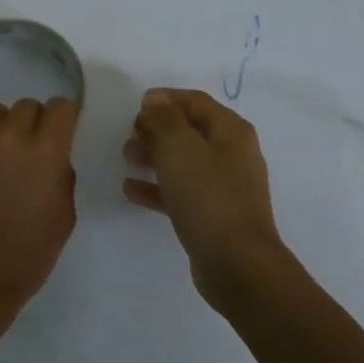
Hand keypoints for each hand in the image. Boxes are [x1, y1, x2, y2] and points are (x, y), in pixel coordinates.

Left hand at [0, 98, 79, 327]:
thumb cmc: (26, 256)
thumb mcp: (64, 217)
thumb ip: (61, 175)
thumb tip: (52, 157)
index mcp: (45, 152)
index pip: (61, 106)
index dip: (65, 117)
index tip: (61, 132)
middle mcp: (8, 136)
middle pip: (27, 106)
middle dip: (33, 125)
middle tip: (28, 152)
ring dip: (1, 128)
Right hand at [124, 88, 287, 303]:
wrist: (236, 263)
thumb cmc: (208, 197)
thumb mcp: (179, 148)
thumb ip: (164, 119)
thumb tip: (155, 100)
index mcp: (230, 131)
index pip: (195, 101)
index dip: (165, 99)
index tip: (135, 106)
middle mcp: (231, 154)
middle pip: (189, 130)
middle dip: (157, 129)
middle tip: (129, 136)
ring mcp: (224, 186)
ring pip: (183, 161)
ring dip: (154, 156)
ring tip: (127, 159)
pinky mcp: (212, 214)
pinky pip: (180, 191)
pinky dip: (156, 187)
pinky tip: (130, 190)